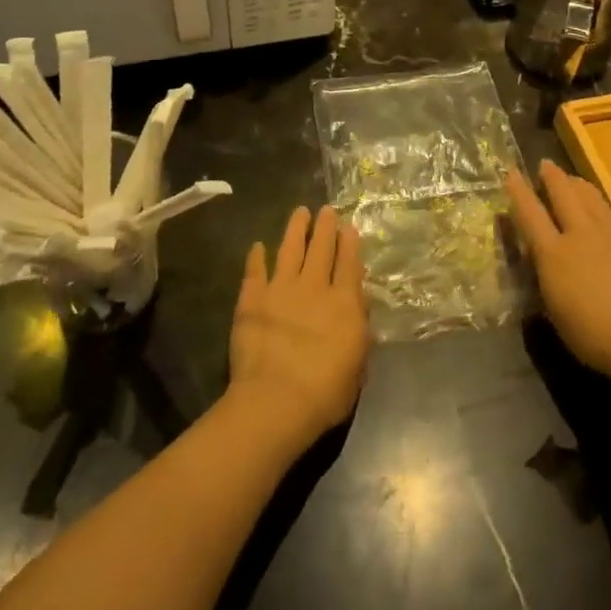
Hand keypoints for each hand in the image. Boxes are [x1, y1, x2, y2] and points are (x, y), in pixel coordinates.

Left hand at [227, 205, 370, 452]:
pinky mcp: (252, 300)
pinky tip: (257, 246)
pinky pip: (254, 272)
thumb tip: (358, 308)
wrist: (276, 400)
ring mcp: (280, 290)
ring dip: (295, 230)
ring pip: (289, 250)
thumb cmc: (326, 392)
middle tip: (326, 209)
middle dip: (325, 227)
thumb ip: (359, 332)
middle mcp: (314, 287)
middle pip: (321, 248)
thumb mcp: (357, 366)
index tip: (349, 226)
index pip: (349, 264)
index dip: (349, 243)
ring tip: (300, 212)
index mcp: (343, 303)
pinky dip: (256, 258)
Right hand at [507, 161, 610, 386]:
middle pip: (564, 193)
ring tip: (574, 180)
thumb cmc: (592, 335)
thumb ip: (548, 278)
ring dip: (579, 185)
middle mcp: (581, 233)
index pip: (530, 213)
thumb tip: (545, 262)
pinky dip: (605, 210)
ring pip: (592, 197)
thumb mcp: (555, 310)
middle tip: (546, 165)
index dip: (519, 191)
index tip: (511, 172)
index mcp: (553, 253)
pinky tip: (607, 215)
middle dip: (552, 176)